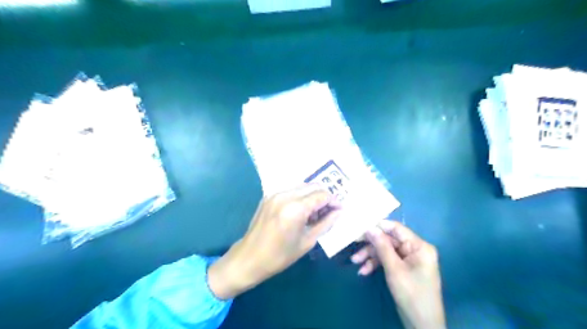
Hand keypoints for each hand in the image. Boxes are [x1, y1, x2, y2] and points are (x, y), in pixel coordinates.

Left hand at [209, 183, 341, 298]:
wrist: (249, 258)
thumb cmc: (280, 255)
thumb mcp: (307, 241)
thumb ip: (326, 223)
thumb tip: (338, 212)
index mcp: (295, 208)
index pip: (322, 195)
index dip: (334, 201)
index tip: (339, 210)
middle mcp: (285, 195)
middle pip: (313, 186)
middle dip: (324, 197)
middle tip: (329, 212)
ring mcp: (275, 194)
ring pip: (302, 187)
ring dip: (312, 196)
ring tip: (315, 214)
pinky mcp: (269, 196)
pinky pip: (291, 191)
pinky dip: (300, 197)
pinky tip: (301, 211)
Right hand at [350, 220, 442, 328]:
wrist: (422, 324)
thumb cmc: (411, 293)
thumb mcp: (394, 268)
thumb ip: (382, 246)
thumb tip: (370, 227)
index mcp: (419, 246)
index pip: (396, 228)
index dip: (378, 226)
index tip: (360, 225)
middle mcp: (414, 249)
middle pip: (388, 240)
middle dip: (371, 245)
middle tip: (353, 243)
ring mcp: (408, 259)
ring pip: (385, 251)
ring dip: (370, 256)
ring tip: (355, 262)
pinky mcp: (403, 268)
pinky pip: (387, 261)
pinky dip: (375, 265)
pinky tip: (363, 271)